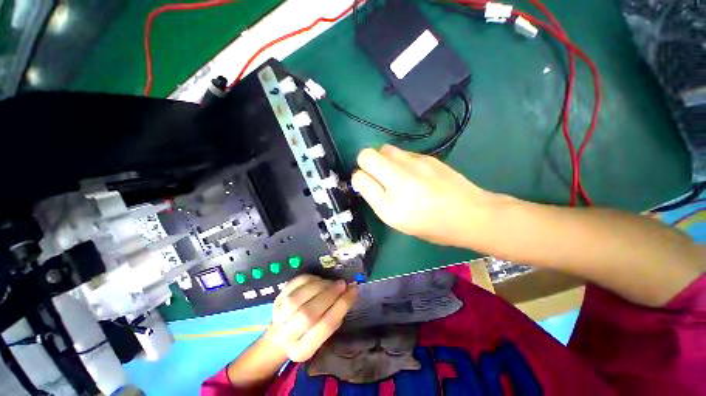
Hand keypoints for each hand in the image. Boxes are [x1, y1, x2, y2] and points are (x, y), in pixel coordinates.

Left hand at [267, 275, 356, 361]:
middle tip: (342, 284)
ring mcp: (279, 316)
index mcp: (303, 350)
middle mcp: (288, 336)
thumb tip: (349, 292)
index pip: (325, 326)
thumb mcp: (323, 335)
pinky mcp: (276, 299)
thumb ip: (335, 317)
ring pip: (299, 298)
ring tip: (331, 282)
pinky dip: (309, 279)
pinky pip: (293, 284)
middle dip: (329, 294)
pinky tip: (318, 280)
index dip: (342, 305)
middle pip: (309, 313)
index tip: (353, 290)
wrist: (280, 336)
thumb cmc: (308, 335)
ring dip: (319, 286)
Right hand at [351, 144, 493, 246]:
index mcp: (391, 204)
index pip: (360, 176)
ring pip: (384, 149)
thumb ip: (375, 199)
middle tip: (377, 176)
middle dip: (366, 163)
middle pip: (367, 155)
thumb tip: (363, 179)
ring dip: (382, 159)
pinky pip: (402, 152)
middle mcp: (401, 178)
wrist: (471, 214)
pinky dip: (399, 160)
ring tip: (394, 174)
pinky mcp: (427, 156)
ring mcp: (416, 163)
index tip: (366, 184)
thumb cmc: (432, 225)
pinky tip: (412, 173)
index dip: (359, 179)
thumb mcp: (397, 221)